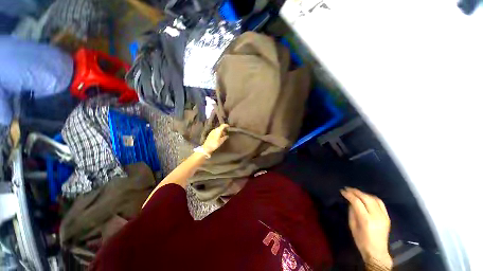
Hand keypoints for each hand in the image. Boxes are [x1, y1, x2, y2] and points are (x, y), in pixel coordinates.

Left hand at [202, 124, 228, 154]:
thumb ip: (224, 138)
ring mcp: (212, 132)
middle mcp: (214, 130)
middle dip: (223, 130)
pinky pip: (215, 132)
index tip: (229, 127)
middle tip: (226, 133)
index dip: (226, 125)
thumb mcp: (221, 141)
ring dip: (220, 132)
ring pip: (217, 130)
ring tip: (223, 136)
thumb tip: (227, 136)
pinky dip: (218, 133)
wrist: (207, 147)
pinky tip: (219, 137)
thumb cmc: (215, 144)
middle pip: (220, 128)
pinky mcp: (210, 134)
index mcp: (218, 130)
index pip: (223, 125)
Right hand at [341, 188, 391, 267]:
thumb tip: (351, 204)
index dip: (350, 196)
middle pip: (366, 198)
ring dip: (365, 194)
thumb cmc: (362, 244)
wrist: (377, 251)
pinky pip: (381, 202)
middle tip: (349, 189)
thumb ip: (352, 216)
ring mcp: (383, 214)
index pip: (357, 203)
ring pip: (374, 198)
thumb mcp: (354, 231)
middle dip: (357, 192)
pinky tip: (369, 198)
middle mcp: (376, 215)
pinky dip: (373, 198)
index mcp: (366, 221)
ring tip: (358, 193)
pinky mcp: (387, 215)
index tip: (343, 191)